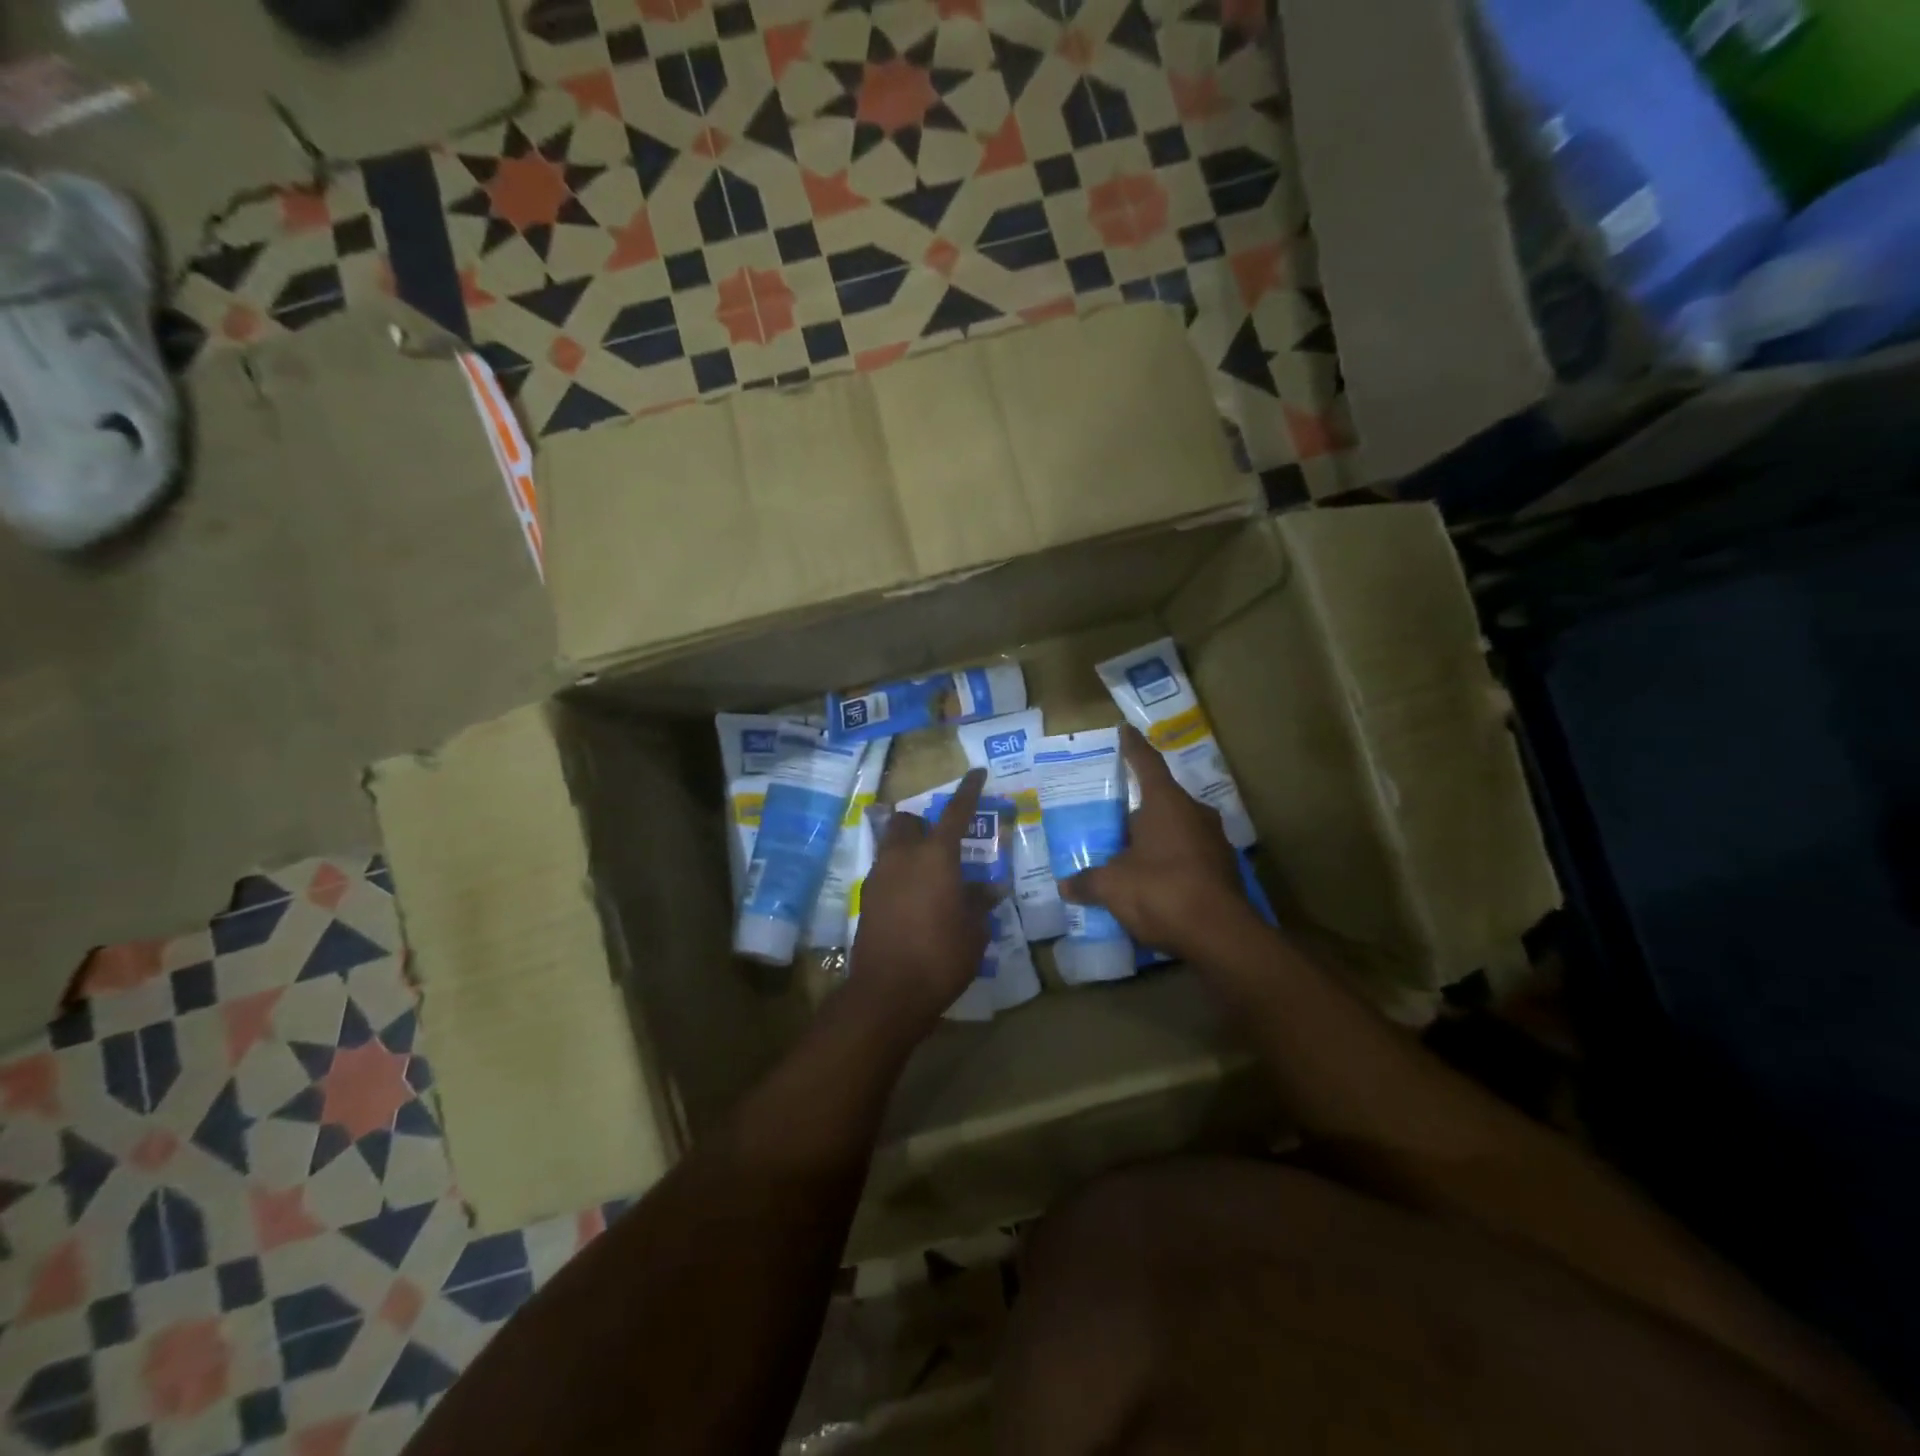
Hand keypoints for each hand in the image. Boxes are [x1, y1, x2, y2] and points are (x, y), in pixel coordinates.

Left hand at [847, 768, 993, 1042]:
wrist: (888, 992)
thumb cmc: (942, 956)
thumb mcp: (974, 930)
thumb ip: (980, 902)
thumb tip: (991, 888)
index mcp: (936, 856)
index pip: (956, 812)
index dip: (969, 791)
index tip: (977, 773)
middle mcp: (903, 856)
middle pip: (906, 821)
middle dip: (921, 823)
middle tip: (942, 843)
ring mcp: (879, 876)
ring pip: (891, 845)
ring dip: (909, 850)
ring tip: (930, 876)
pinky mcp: (866, 899)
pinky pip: (884, 873)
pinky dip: (899, 875)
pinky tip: (914, 901)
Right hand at [1060, 726, 1250, 958]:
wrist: (1220, 936)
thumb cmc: (1161, 892)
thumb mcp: (1113, 887)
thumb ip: (1088, 882)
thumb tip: (1065, 886)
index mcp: (1166, 803)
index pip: (1146, 763)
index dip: (1132, 747)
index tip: (1124, 730)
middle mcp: (1195, 813)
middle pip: (1161, 800)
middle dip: (1139, 809)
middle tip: (1113, 819)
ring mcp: (1214, 841)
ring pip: (1178, 829)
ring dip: (1156, 838)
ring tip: (1130, 854)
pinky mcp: (1225, 870)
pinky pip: (1190, 855)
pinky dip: (1171, 862)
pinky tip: (1154, 883)